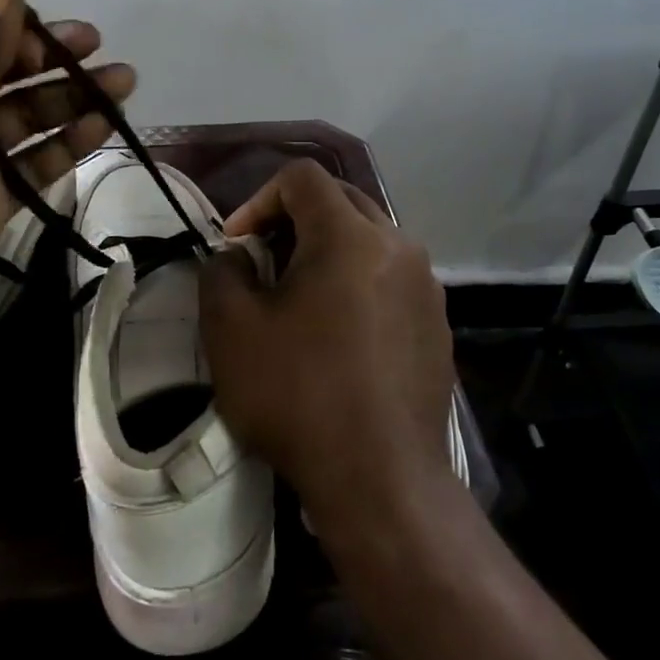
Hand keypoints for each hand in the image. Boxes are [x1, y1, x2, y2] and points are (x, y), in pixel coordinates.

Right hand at [199, 159, 453, 535]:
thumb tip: (237, 257)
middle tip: (263, 263)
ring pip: (369, 239)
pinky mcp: (437, 324)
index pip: (302, 177)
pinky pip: (391, 278)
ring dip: (327, 251)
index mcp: (350, 235)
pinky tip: (338, 334)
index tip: (237, 243)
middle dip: (294, 220)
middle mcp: (398, 246)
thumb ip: (221, 272)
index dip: (259, 198)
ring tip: (298, 298)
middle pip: (340, 200)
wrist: (382, 482)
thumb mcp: (231, 330)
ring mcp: (426, 287)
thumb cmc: (299, 396)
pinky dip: (357, 283)